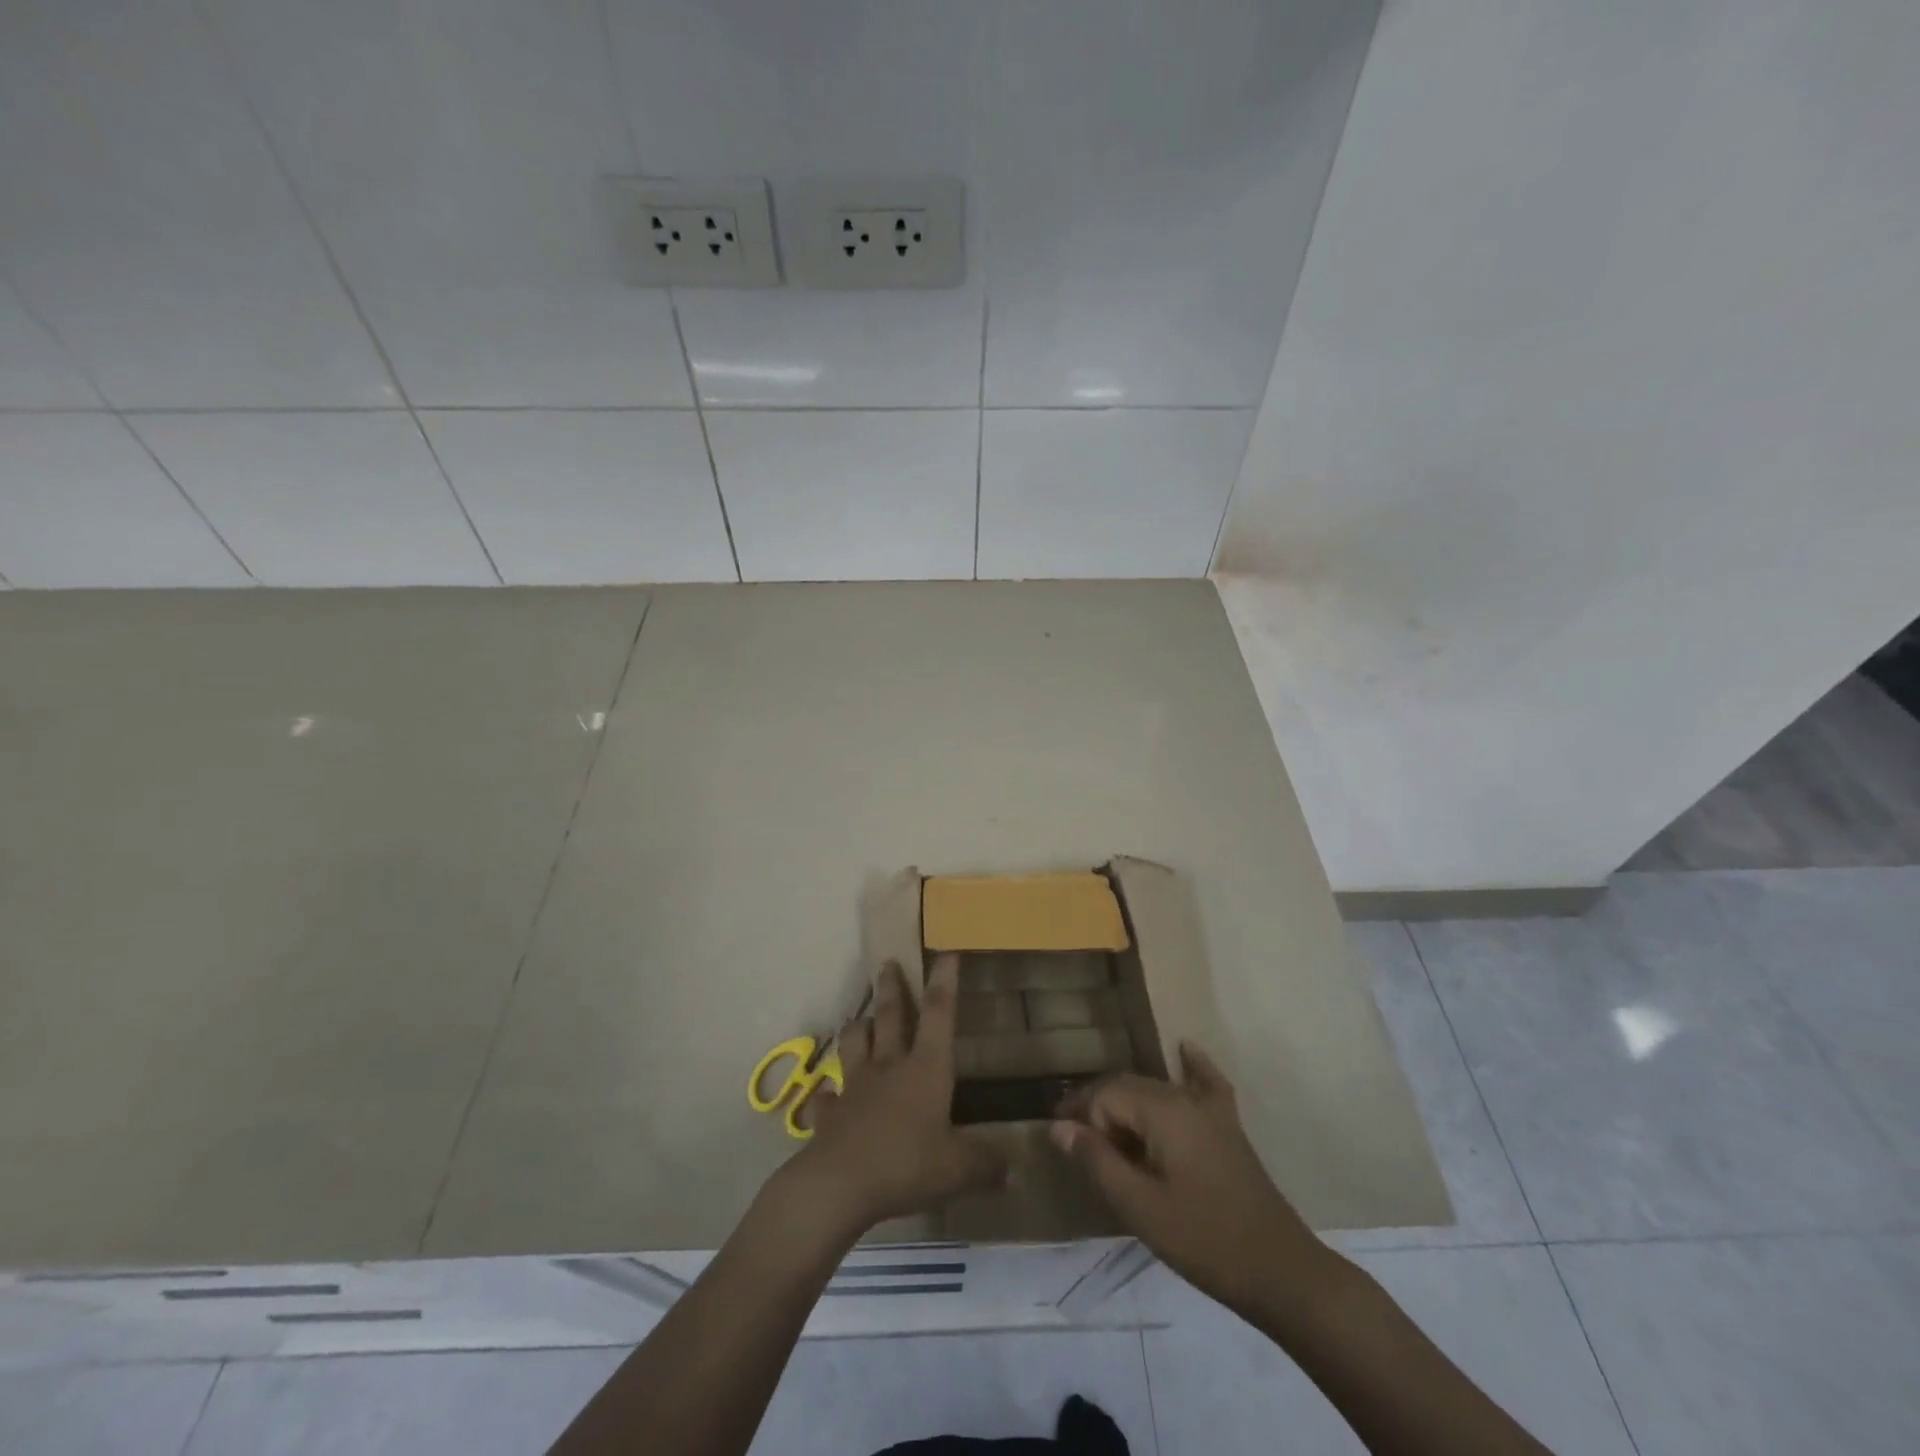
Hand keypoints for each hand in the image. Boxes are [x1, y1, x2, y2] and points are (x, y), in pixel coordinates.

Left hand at [787, 953, 1005, 1235]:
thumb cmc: (906, 1165)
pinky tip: (829, 1096)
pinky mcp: (829, 1114)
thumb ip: (986, 1165)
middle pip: (889, 1016)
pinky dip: (828, 1095)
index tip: (946, 952)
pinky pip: (827, 1098)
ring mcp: (855, 1087)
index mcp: (925, 1068)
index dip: (944, 981)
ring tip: (860, 1021)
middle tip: (888, 963)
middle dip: (891, 987)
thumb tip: (1014, 1170)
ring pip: (854, 1043)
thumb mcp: (958, 1170)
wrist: (839, 1186)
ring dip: (858, 1028)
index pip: (939, 1013)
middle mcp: (889, 1066)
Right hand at [1051, 1042, 1328, 1312]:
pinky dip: (1192, 1066)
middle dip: (1098, 1109)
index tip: (1063, 1146)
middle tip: (1075, 1144)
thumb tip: (1059, 1126)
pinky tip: (1184, 1049)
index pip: (1105, 1095)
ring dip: (1127, 1103)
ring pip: (1157, 1089)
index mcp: (1163, 1111)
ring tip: (1105, 1132)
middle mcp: (1185, 1097)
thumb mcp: (1140, 1207)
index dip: (1081, 1118)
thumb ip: (1098, 1161)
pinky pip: (1206, 1083)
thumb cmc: (1204, 1241)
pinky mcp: (1229, 1127)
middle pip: (1128, 1087)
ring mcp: (1211, 1110)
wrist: (1281, 1271)